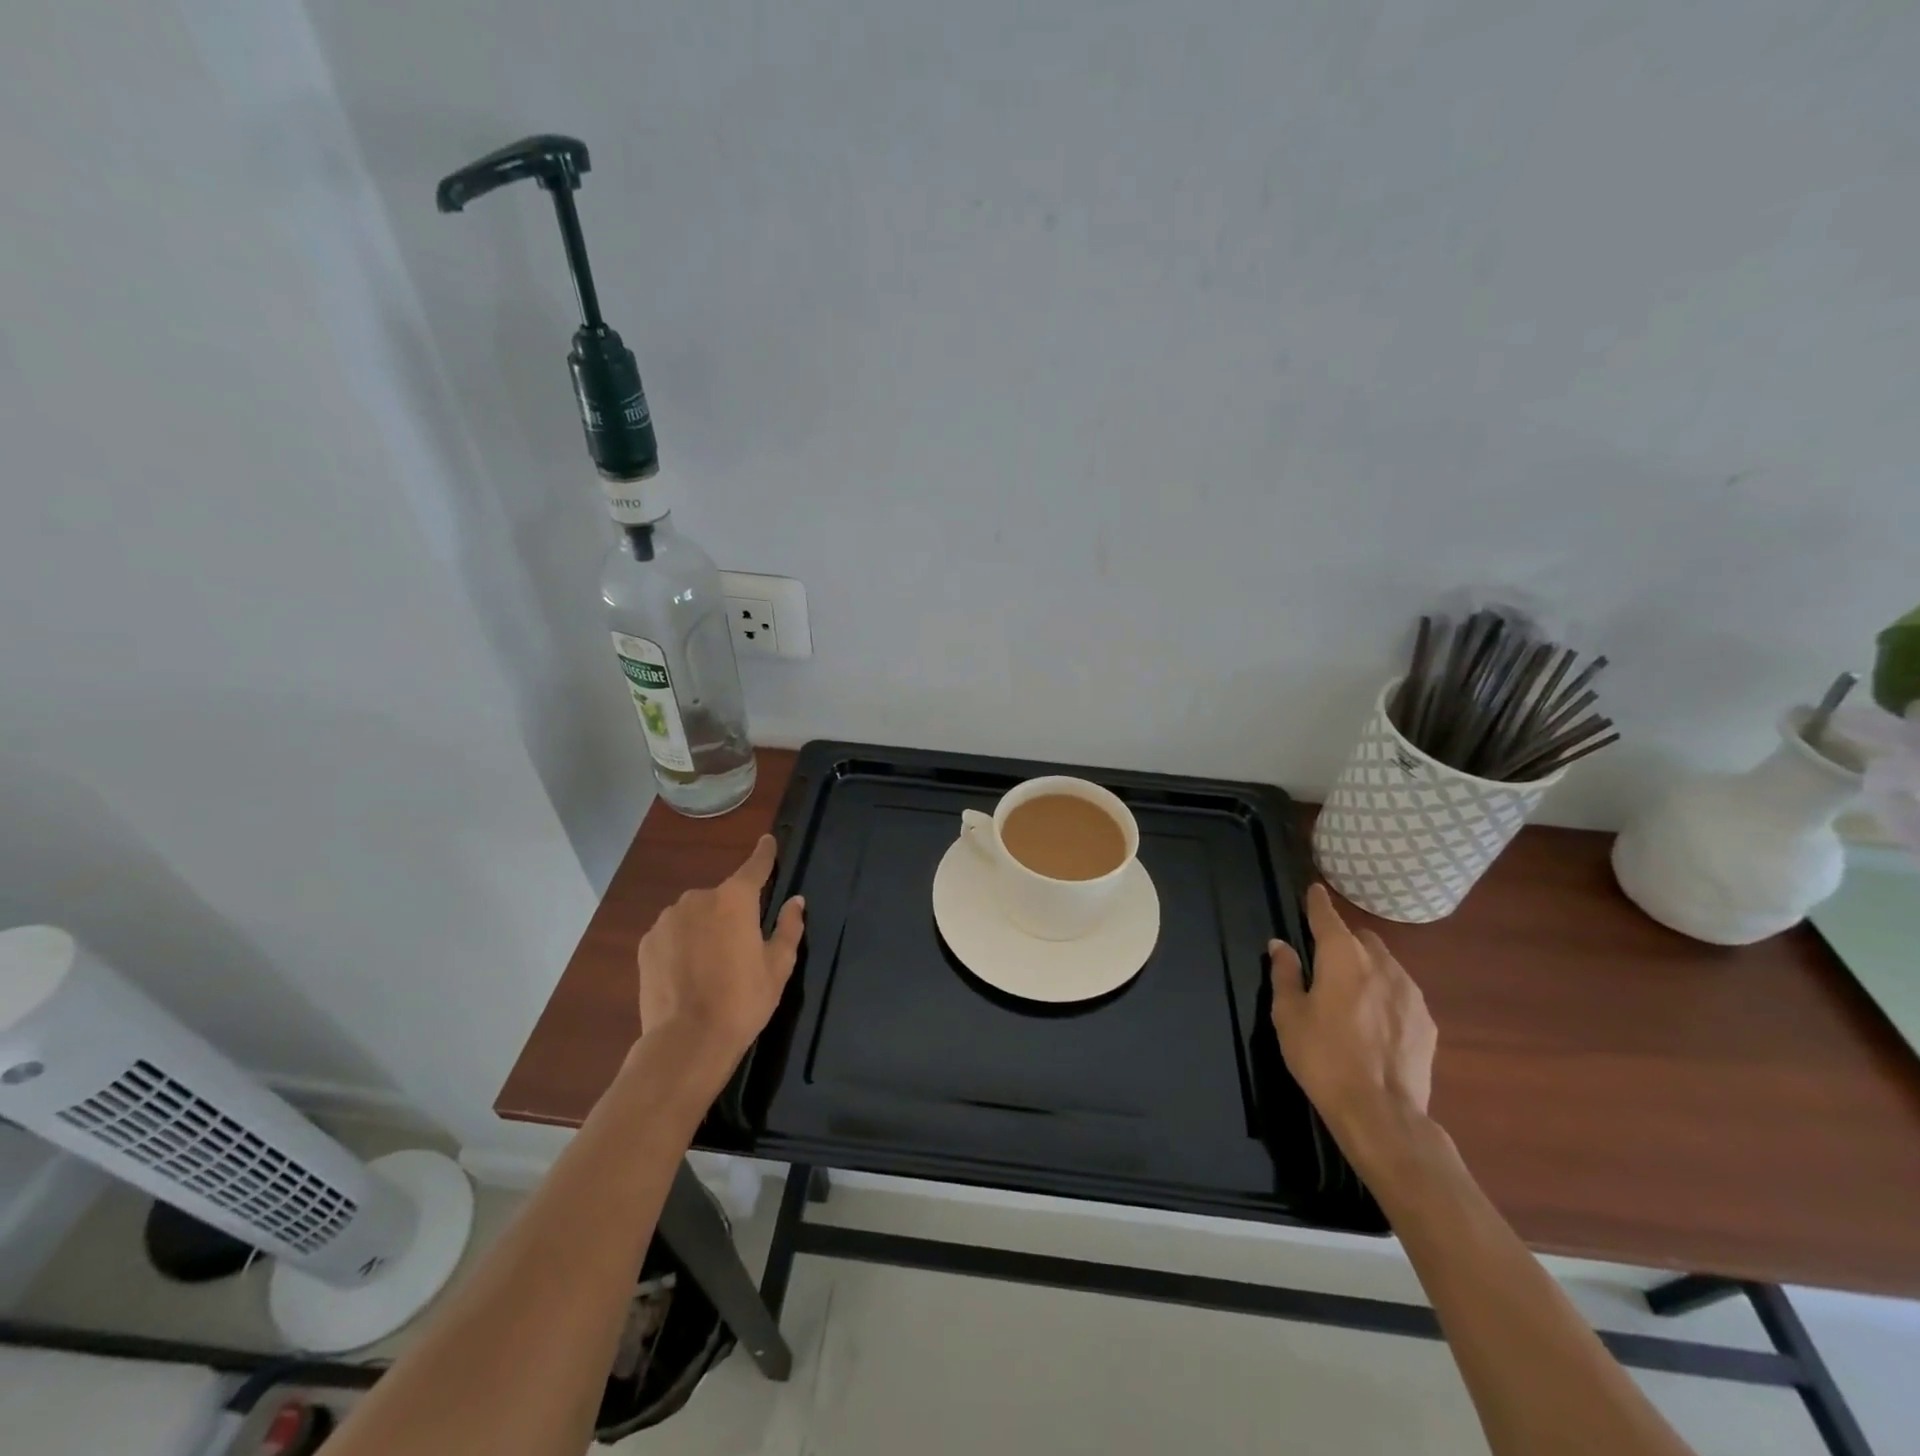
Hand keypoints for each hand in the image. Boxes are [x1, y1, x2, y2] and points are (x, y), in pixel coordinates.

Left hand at [635, 835, 804, 1081]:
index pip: (755, 866)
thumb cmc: (743, 1001)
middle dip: (731, 912)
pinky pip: (672, 933)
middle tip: (740, 947)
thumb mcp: (778, 966)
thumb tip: (795, 901)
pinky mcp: (647, 943)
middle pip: (723, 896)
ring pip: (695, 914)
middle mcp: (699, 898)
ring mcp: (668, 920)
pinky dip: (682, 943)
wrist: (686, 1041)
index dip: (765, 853)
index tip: (769, 841)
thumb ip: (789, 927)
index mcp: (736, 899)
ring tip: (711, 965)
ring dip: (704, 927)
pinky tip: (688, 973)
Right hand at [1269, 884, 1436, 1157]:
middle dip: (1344, 941)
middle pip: (1361, 939)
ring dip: (1367, 969)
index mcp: (1341, 957)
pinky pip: (1402, 994)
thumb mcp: (1288, 1014)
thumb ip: (1284, 973)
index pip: (1327, 917)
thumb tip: (1280, 944)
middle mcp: (1380, 964)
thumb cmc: (1322, 1056)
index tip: (1314, 890)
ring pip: (1385, 965)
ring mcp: (1410, 993)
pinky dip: (1386, 996)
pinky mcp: (1427, 1021)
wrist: (1381, 1111)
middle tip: (1325, 962)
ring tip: (1351, 996)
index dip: (1318, 902)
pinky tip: (1374, 1023)